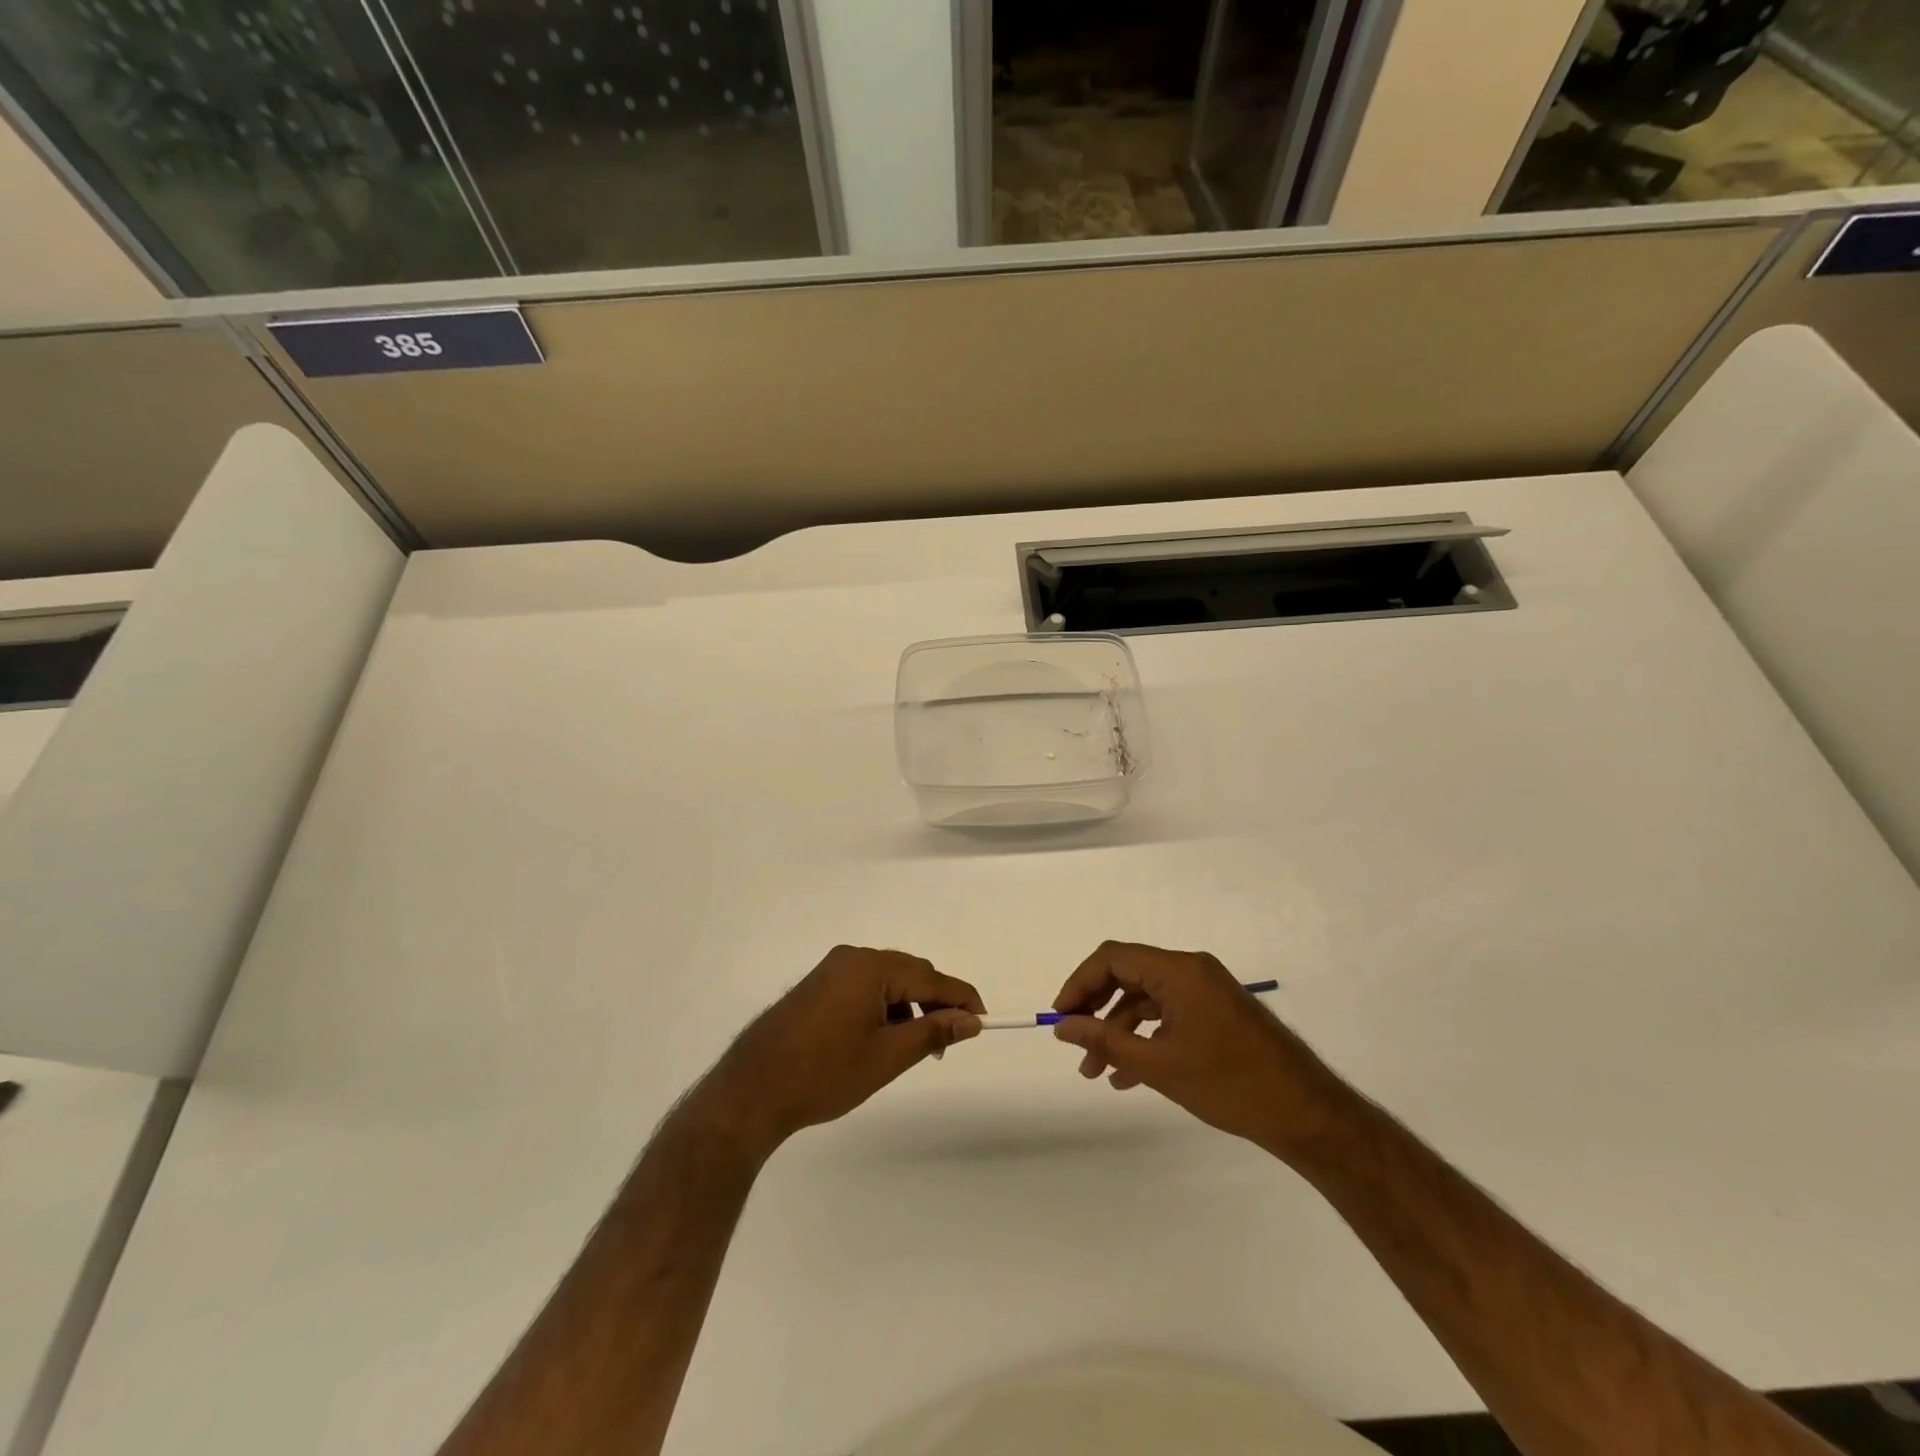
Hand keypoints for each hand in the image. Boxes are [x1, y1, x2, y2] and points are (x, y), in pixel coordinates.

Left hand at [695, 946, 984, 1158]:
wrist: (753, 1090)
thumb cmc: (824, 1073)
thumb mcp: (887, 1056)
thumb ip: (933, 1032)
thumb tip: (971, 1020)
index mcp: (871, 967)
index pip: (931, 977)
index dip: (961, 998)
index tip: (984, 1020)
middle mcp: (852, 957)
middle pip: (910, 973)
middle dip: (934, 1004)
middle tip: (947, 1043)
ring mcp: (831, 969)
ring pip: (887, 981)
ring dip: (908, 1007)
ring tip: (914, 1047)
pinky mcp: (818, 985)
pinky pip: (864, 986)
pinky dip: (883, 1007)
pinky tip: (882, 1038)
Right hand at [1051, 941, 1344, 1154]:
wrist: (1305, 1114)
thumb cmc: (1229, 1085)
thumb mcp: (1159, 1065)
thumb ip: (1105, 1040)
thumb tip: (1063, 1026)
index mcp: (1179, 970)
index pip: (1113, 958)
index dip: (1079, 983)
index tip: (1060, 1017)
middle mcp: (1191, 969)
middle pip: (1128, 975)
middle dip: (1096, 1010)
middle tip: (1074, 1044)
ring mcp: (1206, 990)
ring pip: (1146, 998)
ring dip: (1118, 1030)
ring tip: (1096, 1072)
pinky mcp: (1216, 1011)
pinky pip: (1168, 1013)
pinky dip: (1145, 1036)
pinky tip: (1129, 1075)